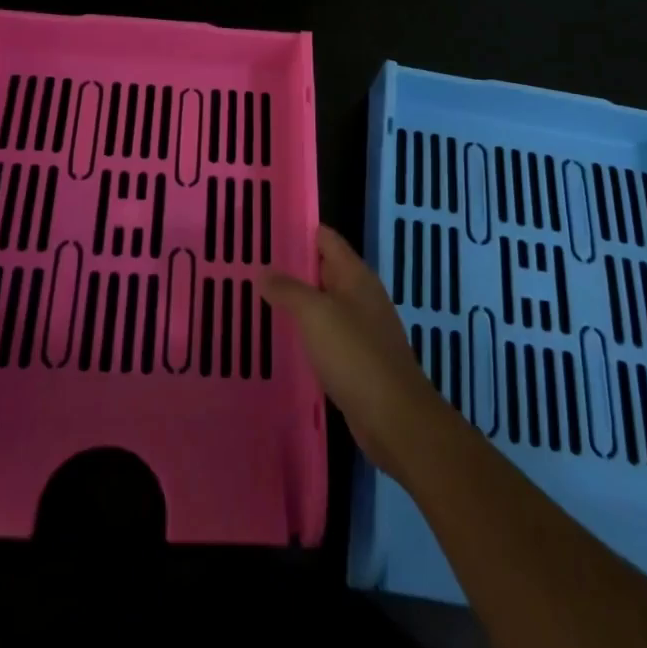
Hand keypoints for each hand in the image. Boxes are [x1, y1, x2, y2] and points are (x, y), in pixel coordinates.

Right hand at [260, 224, 455, 480]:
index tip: (264, 228)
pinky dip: (305, 331)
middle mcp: (360, 296)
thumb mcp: (315, 314)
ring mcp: (361, 329)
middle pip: (323, 269)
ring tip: (258, 298)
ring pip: (323, 304)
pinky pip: (326, 335)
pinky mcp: (357, 360)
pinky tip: (282, 338)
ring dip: (296, 301)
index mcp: (356, 276)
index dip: (298, 229)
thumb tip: (263, 272)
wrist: (395, 419)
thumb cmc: (355, 355)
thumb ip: (288, 290)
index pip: (325, 238)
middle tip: (251, 264)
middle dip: (291, 266)